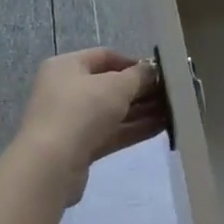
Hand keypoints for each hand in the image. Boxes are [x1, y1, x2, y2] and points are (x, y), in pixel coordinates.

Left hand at [16, 48, 166, 204]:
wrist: (50, 166)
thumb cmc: (81, 111)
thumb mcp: (116, 86)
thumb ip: (138, 76)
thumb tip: (152, 70)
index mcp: (66, 66)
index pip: (105, 56)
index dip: (133, 62)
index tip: (158, 72)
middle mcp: (65, 90)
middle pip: (109, 85)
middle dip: (140, 90)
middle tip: (170, 93)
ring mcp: (71, 120)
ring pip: (112, 111)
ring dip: (141, 111)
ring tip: (172, 111)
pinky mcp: (79, 147)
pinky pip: (111, 133)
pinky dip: (133, 129)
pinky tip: (161, 127)